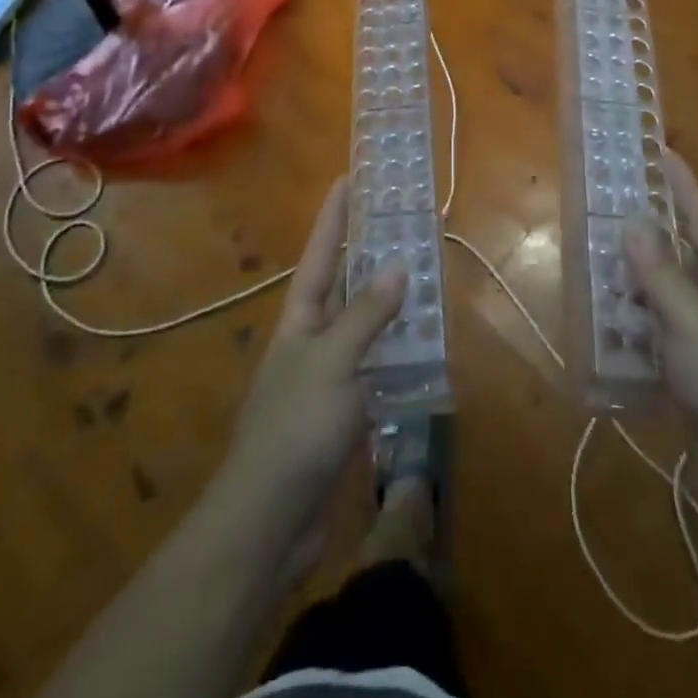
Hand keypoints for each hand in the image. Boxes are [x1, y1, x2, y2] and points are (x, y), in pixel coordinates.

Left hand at [215, 179, 405, 578]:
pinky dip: (400, 353)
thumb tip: (398, 266)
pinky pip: (377, 367)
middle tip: (406, 222)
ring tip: (428, 275)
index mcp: (301, 318)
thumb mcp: (332, 363)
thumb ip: (366, 315)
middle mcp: (313, 338)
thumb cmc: (295, 428)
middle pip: (346, 284)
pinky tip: (427, 347)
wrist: (269, 520)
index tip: (350, 177)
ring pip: (366, 325)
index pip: (321, 253)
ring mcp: (328, 375)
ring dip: (393, 303)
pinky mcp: (345, 411)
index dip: (335, 215)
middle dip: (372, 253)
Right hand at [624, 151, 697, 523]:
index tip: (661, 152)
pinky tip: (603, 324)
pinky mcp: (688, 376)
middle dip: (648, 231)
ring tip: (595, 260)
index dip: (683, 186)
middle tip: (609, 206)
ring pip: (661, 296)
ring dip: (631, 280)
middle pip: (679, 256)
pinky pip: (652, 336)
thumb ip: (661, 274)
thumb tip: (632, 222)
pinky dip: (629, 326)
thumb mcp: (693, 323)